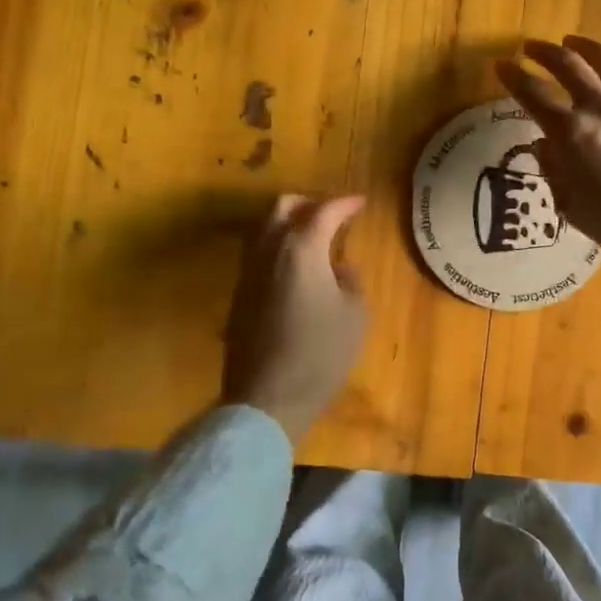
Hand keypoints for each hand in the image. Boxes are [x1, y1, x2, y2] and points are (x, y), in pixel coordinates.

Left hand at [221, 194, 367, 440]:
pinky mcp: (239, 294)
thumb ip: (350, 281)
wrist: (267, 398)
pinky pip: (257, 253)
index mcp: (301, 250)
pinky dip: (278, 246)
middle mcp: (268, 251)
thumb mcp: (354, 315)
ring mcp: (247, 272)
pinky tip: (295, 267)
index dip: (345, 204)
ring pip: (264, 228)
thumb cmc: (321, 354)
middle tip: (333, 215)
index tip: (361, 203)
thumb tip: (340, 268)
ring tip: (314, 238)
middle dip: (309, 203)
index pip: (324, 211)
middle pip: (282, 207)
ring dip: (289, 223)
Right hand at [495, 36, 600, 269]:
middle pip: (568, 65)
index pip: (533, 94)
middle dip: (545, 51)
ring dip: (585, 46)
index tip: (501, 65)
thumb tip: (544, 146)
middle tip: (531, 46)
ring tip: (573, 41)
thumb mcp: (572, 205)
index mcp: (570, 132)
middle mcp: (599, 107)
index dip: (513, 76)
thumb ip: (554, 171)